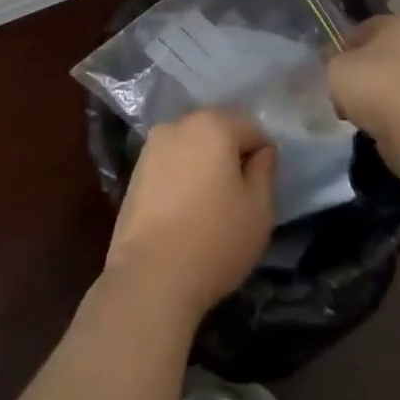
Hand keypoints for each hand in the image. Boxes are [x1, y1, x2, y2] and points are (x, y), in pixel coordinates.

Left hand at [105, 110, 276, 323]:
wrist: (150, 275)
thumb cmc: (215, 239)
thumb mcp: (258, 209)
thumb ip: (264, 171)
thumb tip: (262, 152)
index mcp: (212, 125)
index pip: (251, 128)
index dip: (263, 155)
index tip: (262, 187)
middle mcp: (178, 124)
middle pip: (217, 131)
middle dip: (232, 155)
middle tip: (240, 195)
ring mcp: (152, 146)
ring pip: (191, 146)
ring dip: (205, 165)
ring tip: (212, 204)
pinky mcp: (135, 170)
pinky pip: (170, 163)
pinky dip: (183, 176)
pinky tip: (186, 209)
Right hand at [326, 16, 399, 170]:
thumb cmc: (375, 85)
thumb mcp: (336, 67)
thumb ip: (334, 60)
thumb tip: (337, 61)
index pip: (367, 28)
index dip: (345, 45)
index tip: (330, 64)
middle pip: (386, 55)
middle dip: (365, 70)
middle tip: (344, 88)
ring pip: (399, 81)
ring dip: (380, 94)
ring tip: (357, 112)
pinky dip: (394, 113)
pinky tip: (377, 125)